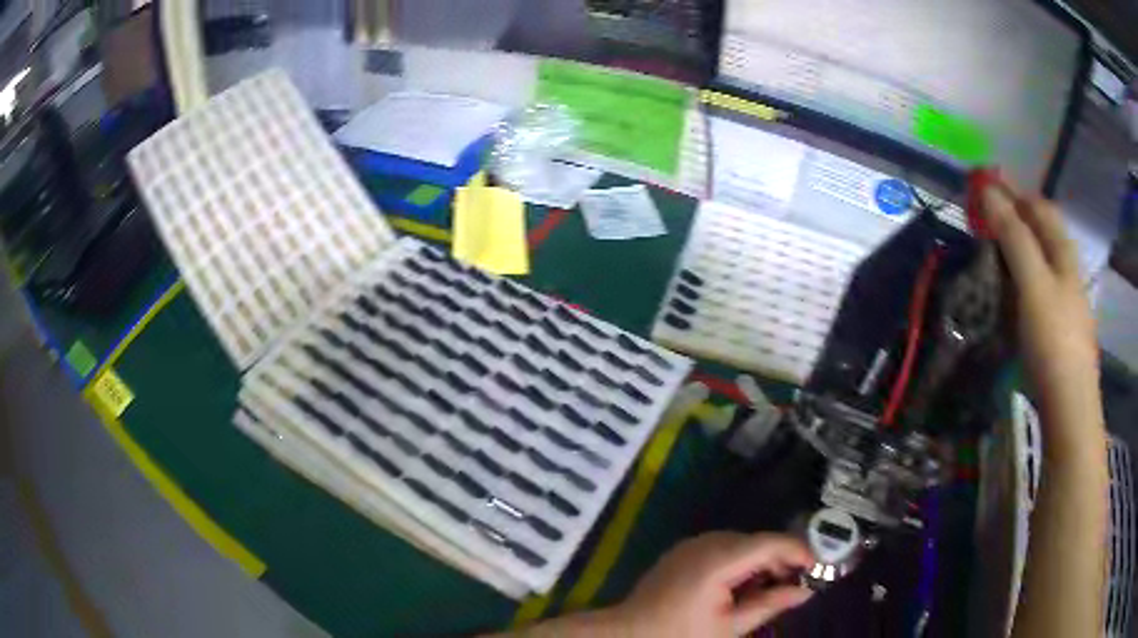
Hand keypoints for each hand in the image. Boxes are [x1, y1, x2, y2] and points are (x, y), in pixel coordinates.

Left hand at [609, 532, 814, 637]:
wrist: (628, 632)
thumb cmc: (680, 635)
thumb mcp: (730, 626)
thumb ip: (769, 604)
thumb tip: (805, 592)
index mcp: (718, 560)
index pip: (769, 543)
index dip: (798, 550)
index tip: (818, 567)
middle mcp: (707, 542)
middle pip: (757, 541)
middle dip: (781, 559)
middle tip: (799, 583)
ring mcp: (693, 544)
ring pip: (742, 544)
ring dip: (762, 561)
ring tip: (774, 587)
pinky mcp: (684, 551)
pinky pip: (723, 548)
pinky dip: (742, 562)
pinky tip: (746, 584)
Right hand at [980, 180, 1098, 414]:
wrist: (1068, 405)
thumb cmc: (1053, 338)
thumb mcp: (1033, 282)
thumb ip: (1013, 235)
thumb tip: (987, 190)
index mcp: (1062, 250)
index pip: (1036, 205)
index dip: (1010, 191)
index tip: (979, 186)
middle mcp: (1063, 268)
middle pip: (1036, 232)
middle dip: (1008, 220)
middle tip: (977, 222)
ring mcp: (1060, 299)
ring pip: (1034, 262)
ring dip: (1009, 251)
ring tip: (985, 255)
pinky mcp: (1052, 326)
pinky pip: (1032, 290)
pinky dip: (1015, 282)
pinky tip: (1003, 294)